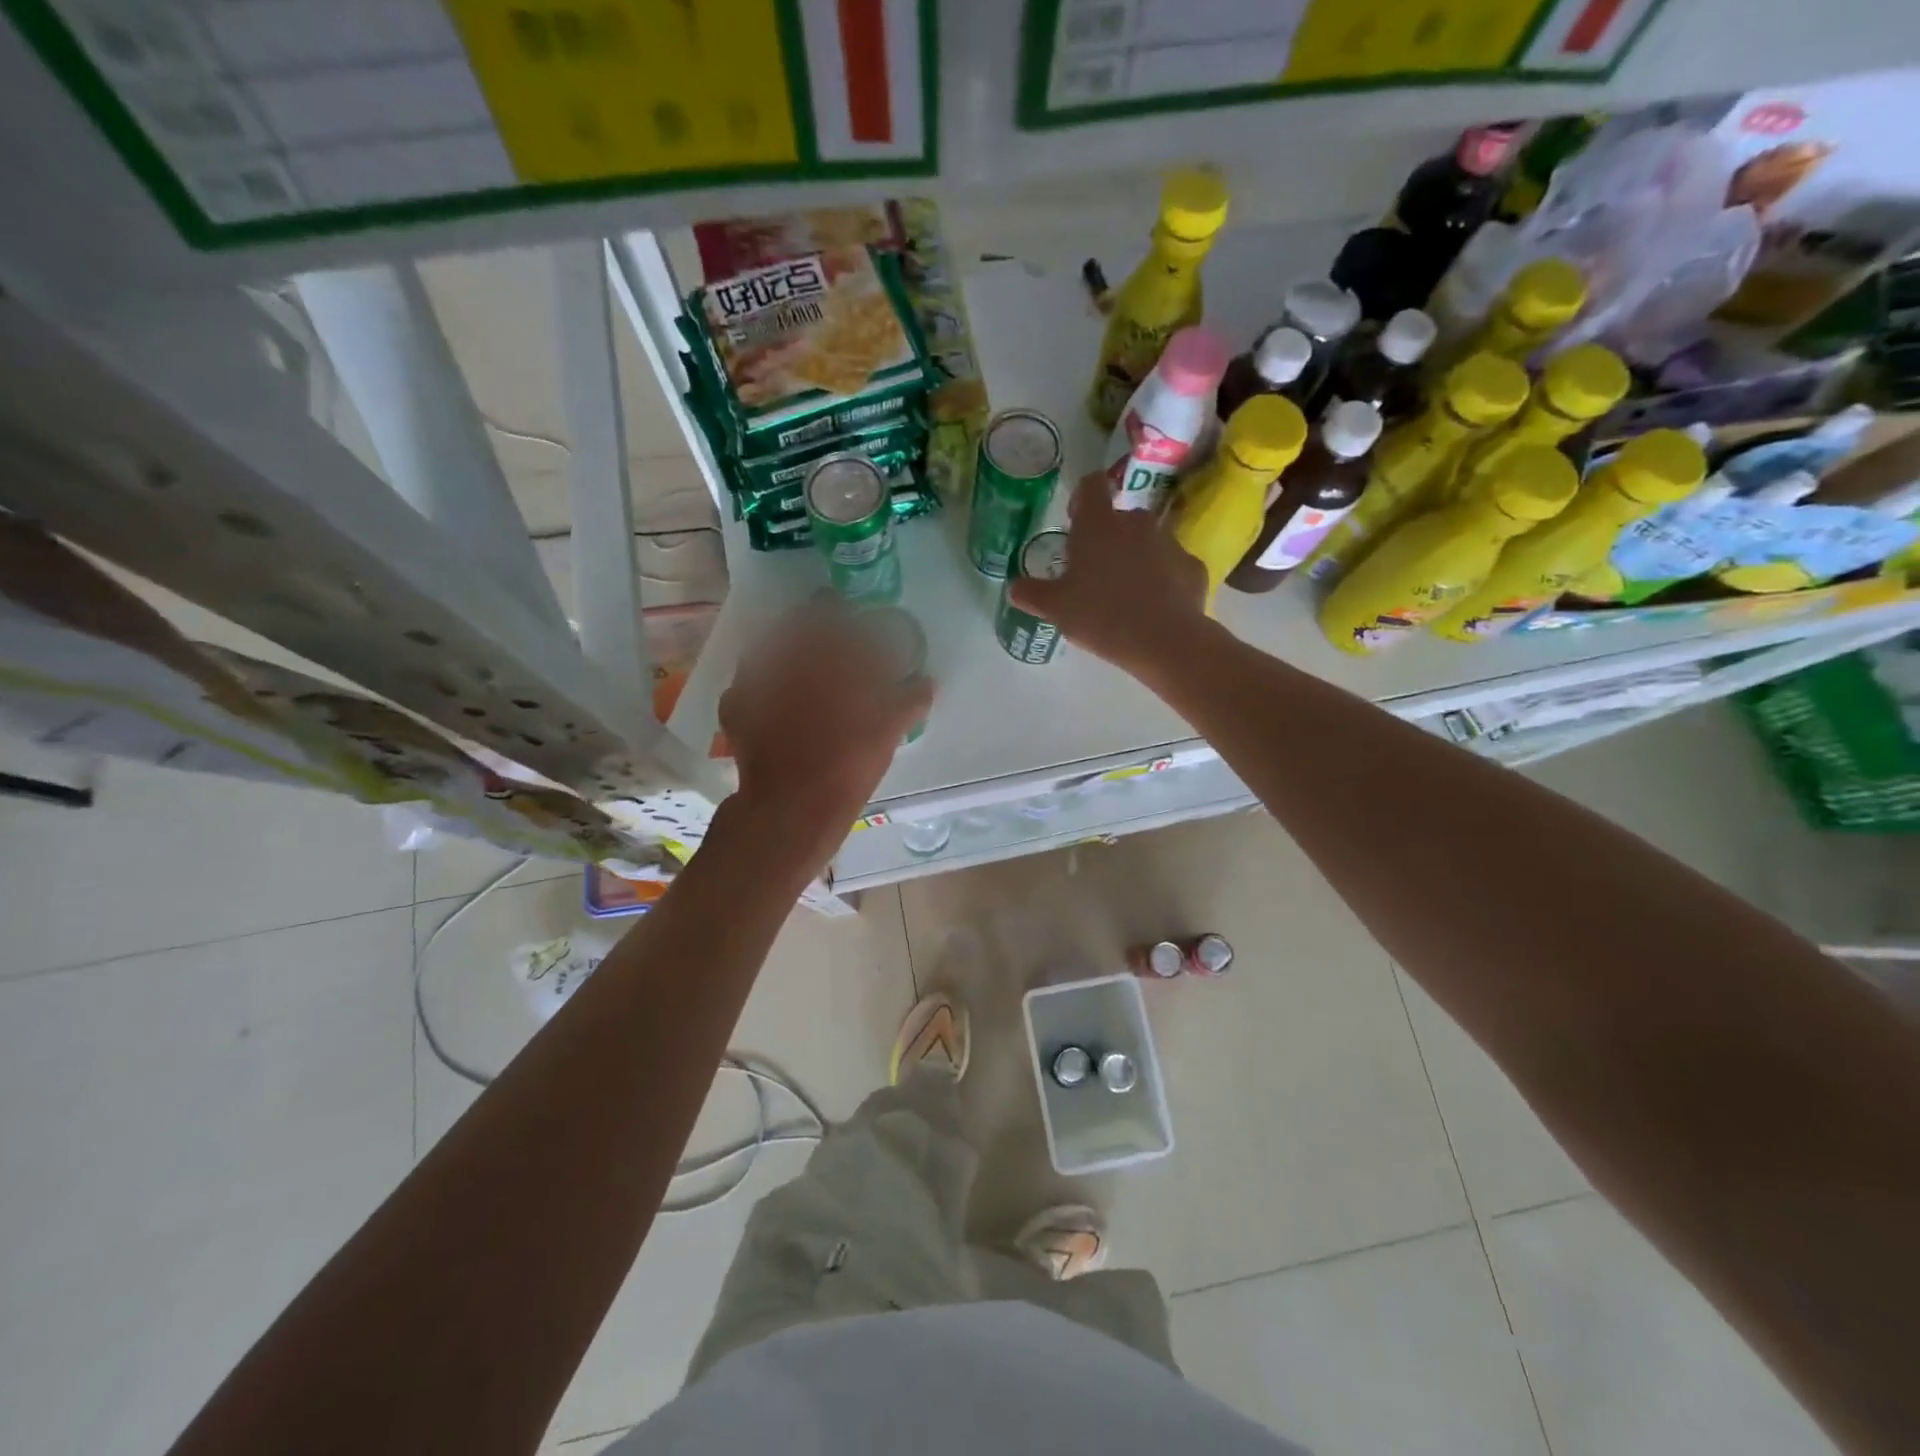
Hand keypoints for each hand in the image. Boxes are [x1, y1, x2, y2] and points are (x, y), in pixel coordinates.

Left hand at [718, 596, 933, 871]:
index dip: (839, 608)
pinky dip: (764, 686)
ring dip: (785, 649)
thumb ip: (909, 700)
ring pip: (769, 648)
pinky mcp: (736, 705)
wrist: (792, 806)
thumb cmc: (848, 763)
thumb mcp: (889, 731)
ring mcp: (755, 679)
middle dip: (812, 623)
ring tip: (800, 669)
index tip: (848, 614)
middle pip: (795, 623)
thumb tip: (928, 681)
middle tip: (827, 638)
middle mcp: (785, 656)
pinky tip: (775, 701)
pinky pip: (750, 683)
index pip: (831, 611)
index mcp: (825, 655)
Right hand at [1007, 471, 1212, 681]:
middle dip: (1108, 538)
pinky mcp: (1193, 566)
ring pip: (1147, 541)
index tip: (1075, 522)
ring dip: (1136, 558)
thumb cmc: (1101, 616)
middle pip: (1119, 518)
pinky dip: (1163, 580)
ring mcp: (1169, 542)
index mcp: (1099, 524)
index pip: (1090, 485)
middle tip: (1095, 574)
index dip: (1081, 499)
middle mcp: (1136, 522)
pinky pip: (1171, 567)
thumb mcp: (1055, 609)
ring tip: (1126, 595)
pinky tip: (1154, 608)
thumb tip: (1014, 587)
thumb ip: (1031, 593)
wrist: (1164, 641)